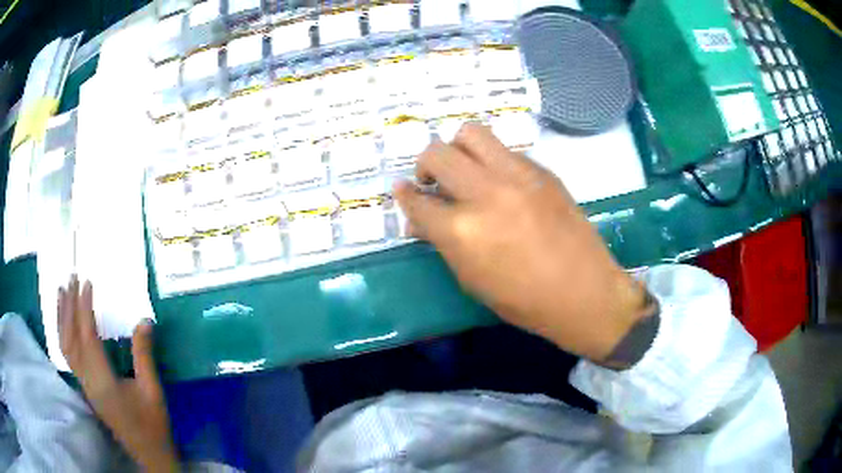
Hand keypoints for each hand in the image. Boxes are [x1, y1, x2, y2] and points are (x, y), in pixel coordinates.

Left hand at [58, 276, 177, 471]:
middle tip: (71, 277)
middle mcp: (88, 381)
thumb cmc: (152, 425)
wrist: (147, 454)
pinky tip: (65, 321)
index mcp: (104, 382)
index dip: (84, 308)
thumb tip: (143, 320)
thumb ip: (144, 356)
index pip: (87, 337)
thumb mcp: (153, 392)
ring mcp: (84, 385)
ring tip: (61, 291)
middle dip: (68, 306)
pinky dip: (63, 332)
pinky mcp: (85, 387)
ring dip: (61, 317)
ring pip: (65, 346)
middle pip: (70, 338)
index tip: (86, 282)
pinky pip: (68, 355)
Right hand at [394, 123, 649, 363]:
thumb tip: (421, 219)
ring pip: (471, 133)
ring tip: (464, 168)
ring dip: (457, 148)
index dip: (404, 197)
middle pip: (437, 154)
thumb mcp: (472, 280)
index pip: (417, 201)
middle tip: (432, 180)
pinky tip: (500, 182)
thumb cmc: (524, 300)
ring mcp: (517, 176)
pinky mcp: (541, 171)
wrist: (584, 292)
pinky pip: (505, 150)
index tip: (403, 192)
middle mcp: (485, 193)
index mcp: (462, 231)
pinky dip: (492, 161)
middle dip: (425, 165)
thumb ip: (442, 242)